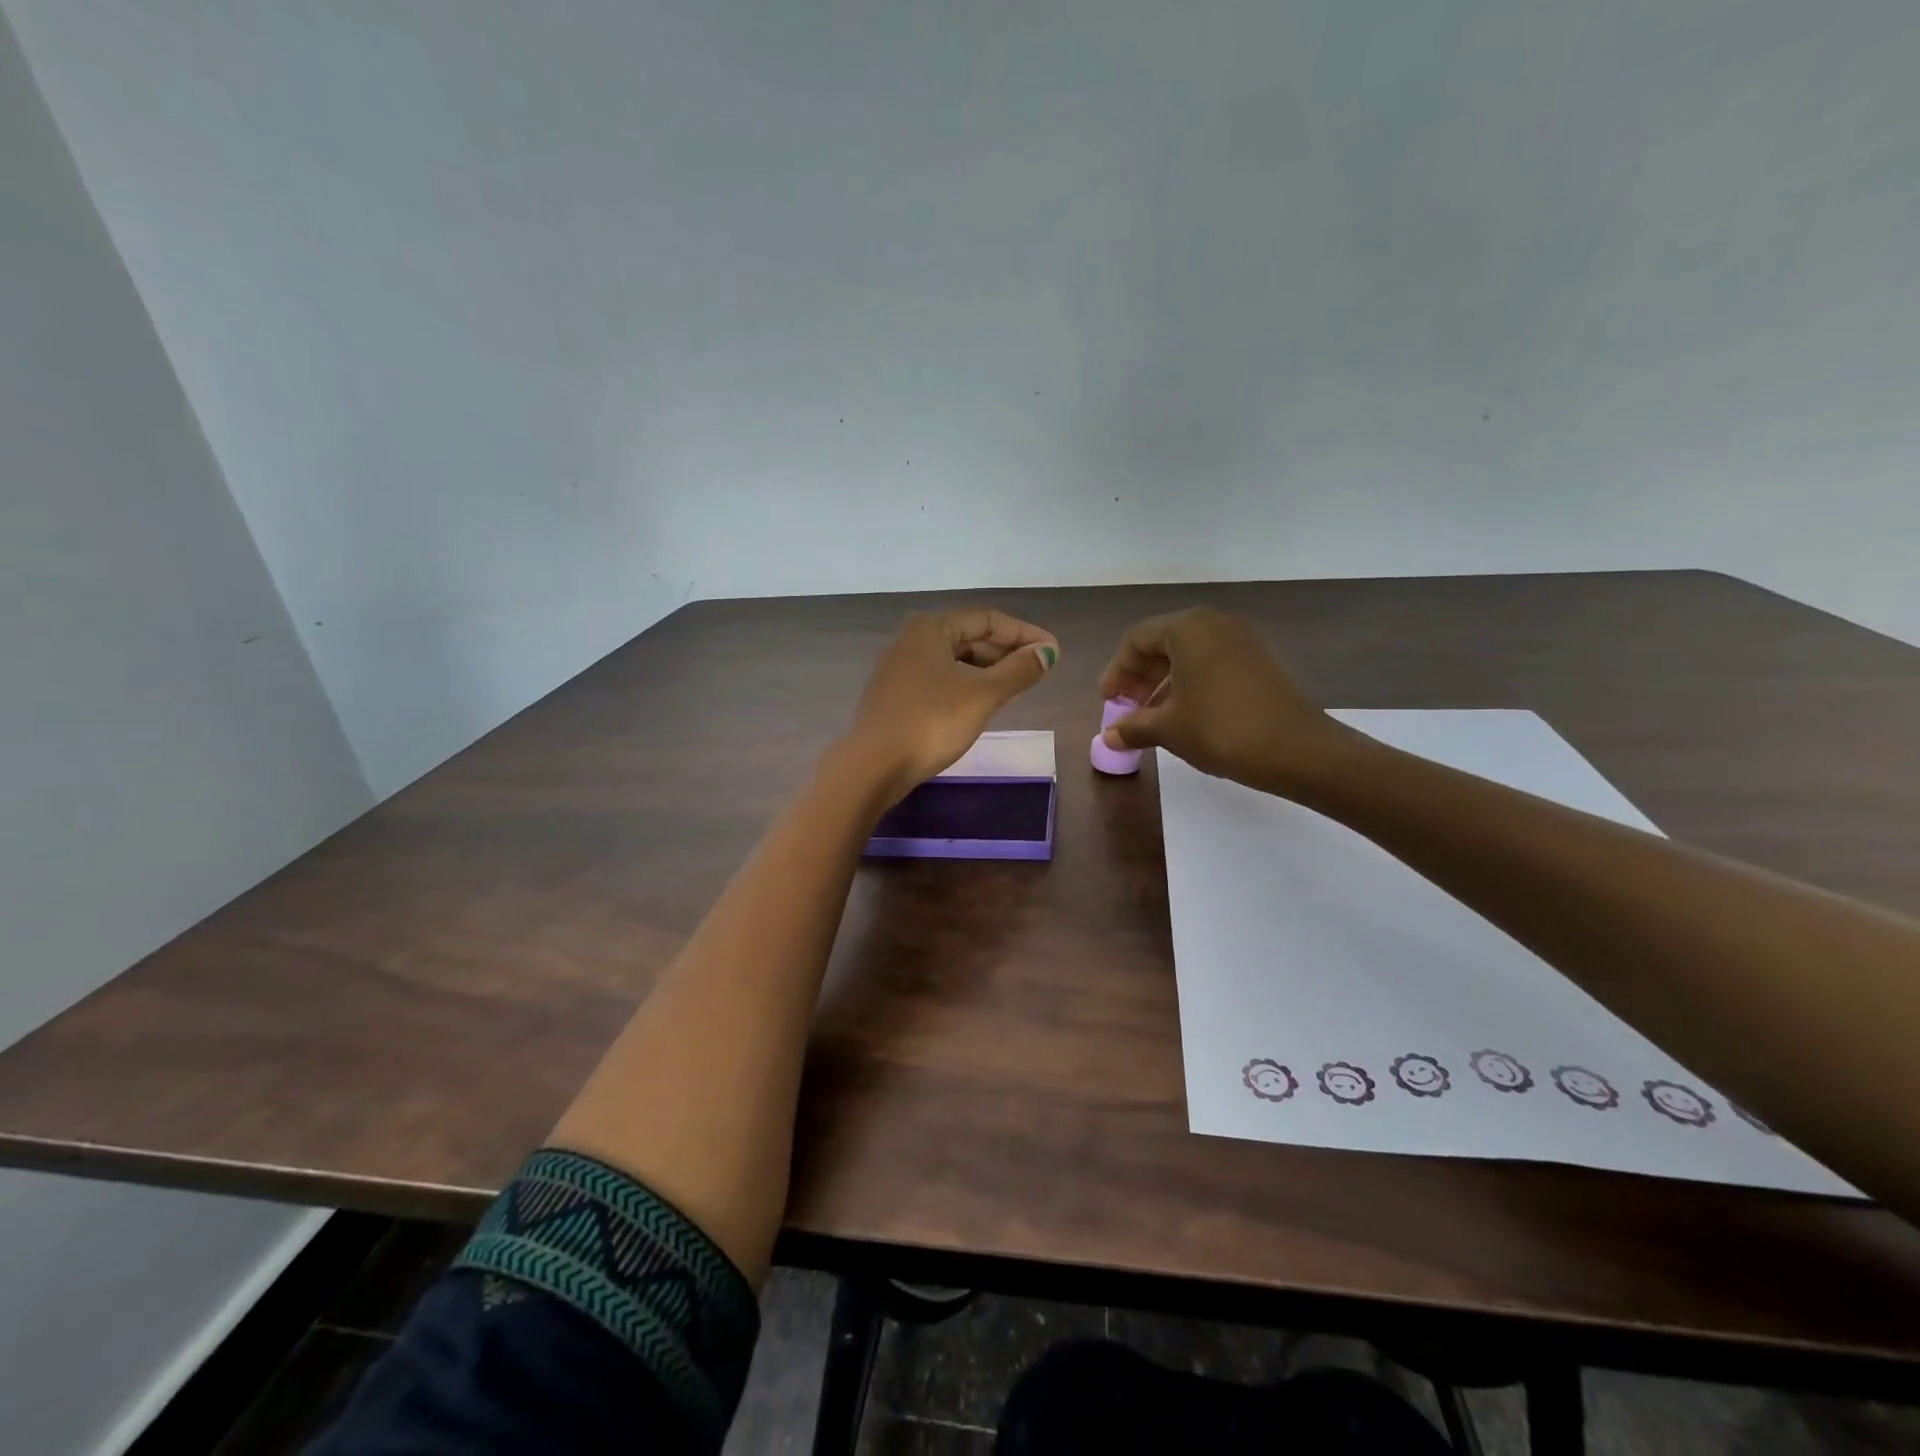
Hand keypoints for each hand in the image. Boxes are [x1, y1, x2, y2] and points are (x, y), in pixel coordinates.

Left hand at [844, 610, 1058, 805]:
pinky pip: (942, 679)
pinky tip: (983, 702)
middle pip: (970, 637)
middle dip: (1007, 651)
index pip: (988, 620)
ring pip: (956, 660)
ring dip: (989, 669)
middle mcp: (913, 640)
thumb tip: (1048, 652)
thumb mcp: (982, 695)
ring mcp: (901, 669)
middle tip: (1039, 670)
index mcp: (931, 628)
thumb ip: (1018, 671)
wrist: (873, 766)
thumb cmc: (930, 723)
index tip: (1054, 653)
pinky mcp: (897, 696)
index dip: (1025, 634)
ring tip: (1017, 686)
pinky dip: (968, 684)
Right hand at [1098, 607, 1338, 789]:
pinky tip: (1184, 715)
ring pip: (1188, 654)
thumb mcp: (1169, 729)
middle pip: (1162, 642)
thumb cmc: (1221, 729)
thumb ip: (1133, 727)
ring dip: (1163, 682)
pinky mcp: (1258, 660)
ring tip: (1151, 717)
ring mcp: (1241, 640)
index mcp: (1188, 629)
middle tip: (1126, 708)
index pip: (1137, 639)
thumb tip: (1109, 736)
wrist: (1297, 749)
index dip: (1116, 670)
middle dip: (1139, 676)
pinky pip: (1211, 663)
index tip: (1108, 701)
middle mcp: (1214, 624)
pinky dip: (1189, 684)